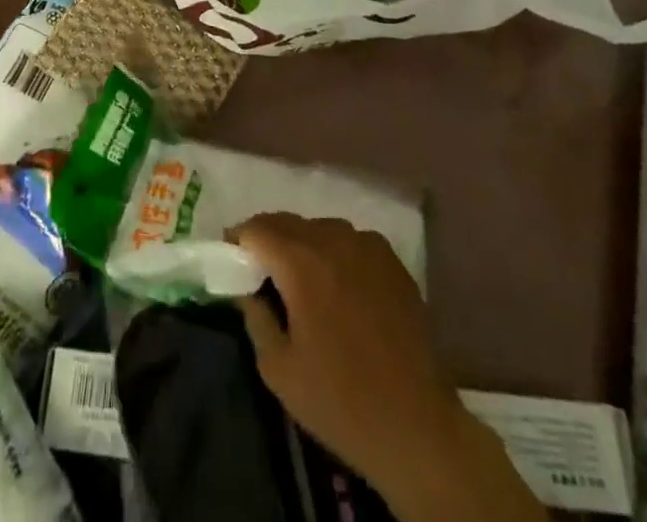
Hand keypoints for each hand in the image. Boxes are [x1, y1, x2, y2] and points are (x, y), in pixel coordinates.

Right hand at [234, 214, 541, 521]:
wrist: (416, 424)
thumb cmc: (339, 400)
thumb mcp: (278, 368)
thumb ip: (255, 316)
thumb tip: (245, 288)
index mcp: (301, 261)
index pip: (256, 227)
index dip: (238, 240)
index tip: (230, 261)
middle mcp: (334, 238)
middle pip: (288, 222)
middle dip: (268, 239)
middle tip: (259, 272)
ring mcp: (367, 245)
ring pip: (320, 229)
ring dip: (302, 245)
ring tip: (300, 281)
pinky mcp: (392, 260)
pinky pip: (350, 242)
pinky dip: (335, 253)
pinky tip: (338, 287)